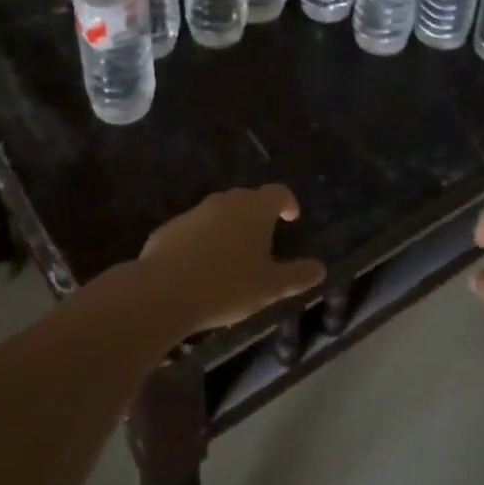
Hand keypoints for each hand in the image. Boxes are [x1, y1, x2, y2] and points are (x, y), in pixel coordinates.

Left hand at [132, 185, 324, 334]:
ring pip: (219, 213)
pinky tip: (201, 267)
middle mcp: (225, 201)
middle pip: (248, 199)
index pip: (278, 192)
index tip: (291, 219)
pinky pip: (194, 228)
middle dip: (258, 215)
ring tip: (232, 256)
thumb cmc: (227, 286)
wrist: (163, 292)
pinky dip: (203, 240)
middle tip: (263, 240)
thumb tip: (320, 268)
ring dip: (229, 227)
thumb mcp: (270, 287)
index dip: (288, 203)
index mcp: (255, 209)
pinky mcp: (170, 227)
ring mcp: (195, 212)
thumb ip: (298, 275)